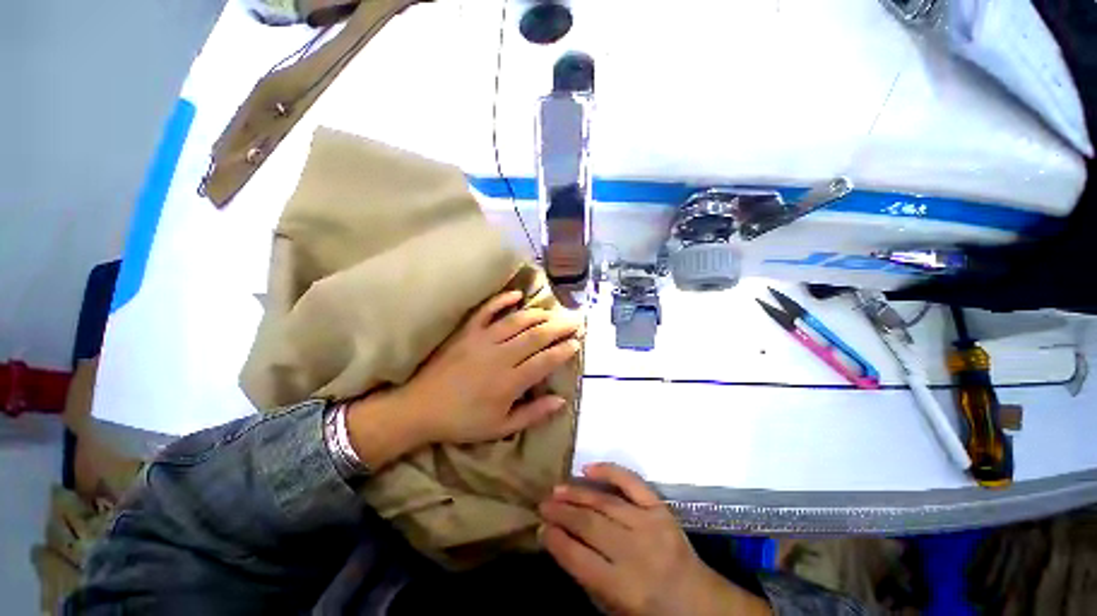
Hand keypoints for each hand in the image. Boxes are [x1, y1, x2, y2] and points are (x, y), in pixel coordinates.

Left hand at [402, 290, 581, 445]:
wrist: (420, 409)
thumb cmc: (463, 421)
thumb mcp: (501, 427)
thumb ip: (532, 414)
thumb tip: (561, 401)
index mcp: (510, 382)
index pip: (545, 361)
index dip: (564, 350)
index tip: (577, 343)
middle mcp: (500, 356)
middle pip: (536, 336)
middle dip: (559, 327)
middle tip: (575, 320)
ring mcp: (482, 340)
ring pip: (517, 321)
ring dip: (538, 314)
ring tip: (553, 312)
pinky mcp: (467, 332)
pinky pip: (486, 311)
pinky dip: (502, 300)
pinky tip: (517, 294)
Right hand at [541, 464, 770, 615]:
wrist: (700, 602)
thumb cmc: (653, 612)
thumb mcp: (615, 610)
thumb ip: (587, 578)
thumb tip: (558, 542)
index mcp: (624, 588)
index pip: (579, 558)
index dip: (555, 541)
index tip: (540, 529)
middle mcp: (636, 552)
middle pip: (589, 525)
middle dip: (561, 513)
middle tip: (543, 504)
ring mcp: (650, 524)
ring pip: (604, 502)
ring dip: (576, 494)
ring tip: (556, 489)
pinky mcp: (660, 508)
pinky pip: (631, 482)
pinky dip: (609, 471)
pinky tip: (588, 468)